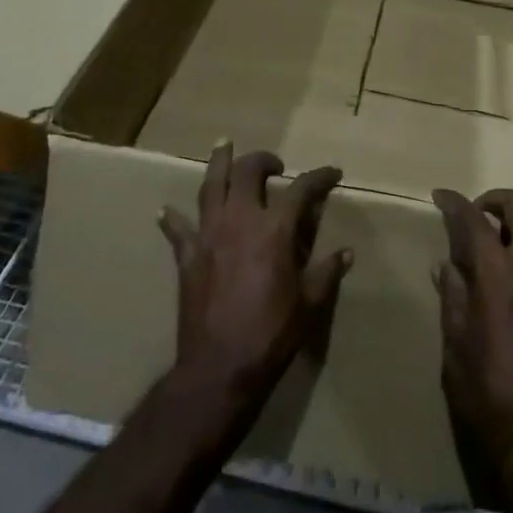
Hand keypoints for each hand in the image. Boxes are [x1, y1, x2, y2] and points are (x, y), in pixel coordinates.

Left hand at [159, 142, 351, 419]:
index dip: (319, 177)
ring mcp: (209, 235)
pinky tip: (166, 210)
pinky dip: (173, 218)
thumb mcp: (309, 305)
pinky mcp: (187, 255)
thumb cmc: (271, 334)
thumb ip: (326, 273)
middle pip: (248, 172)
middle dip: (263, 160)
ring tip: (223, 145)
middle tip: (273, 165)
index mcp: (275, 230)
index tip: (332, 173)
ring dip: (218, 163)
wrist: (219, 367)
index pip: (301, 189)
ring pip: (211, 186)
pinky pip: (178, 229)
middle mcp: (240, 221)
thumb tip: (346, 253)